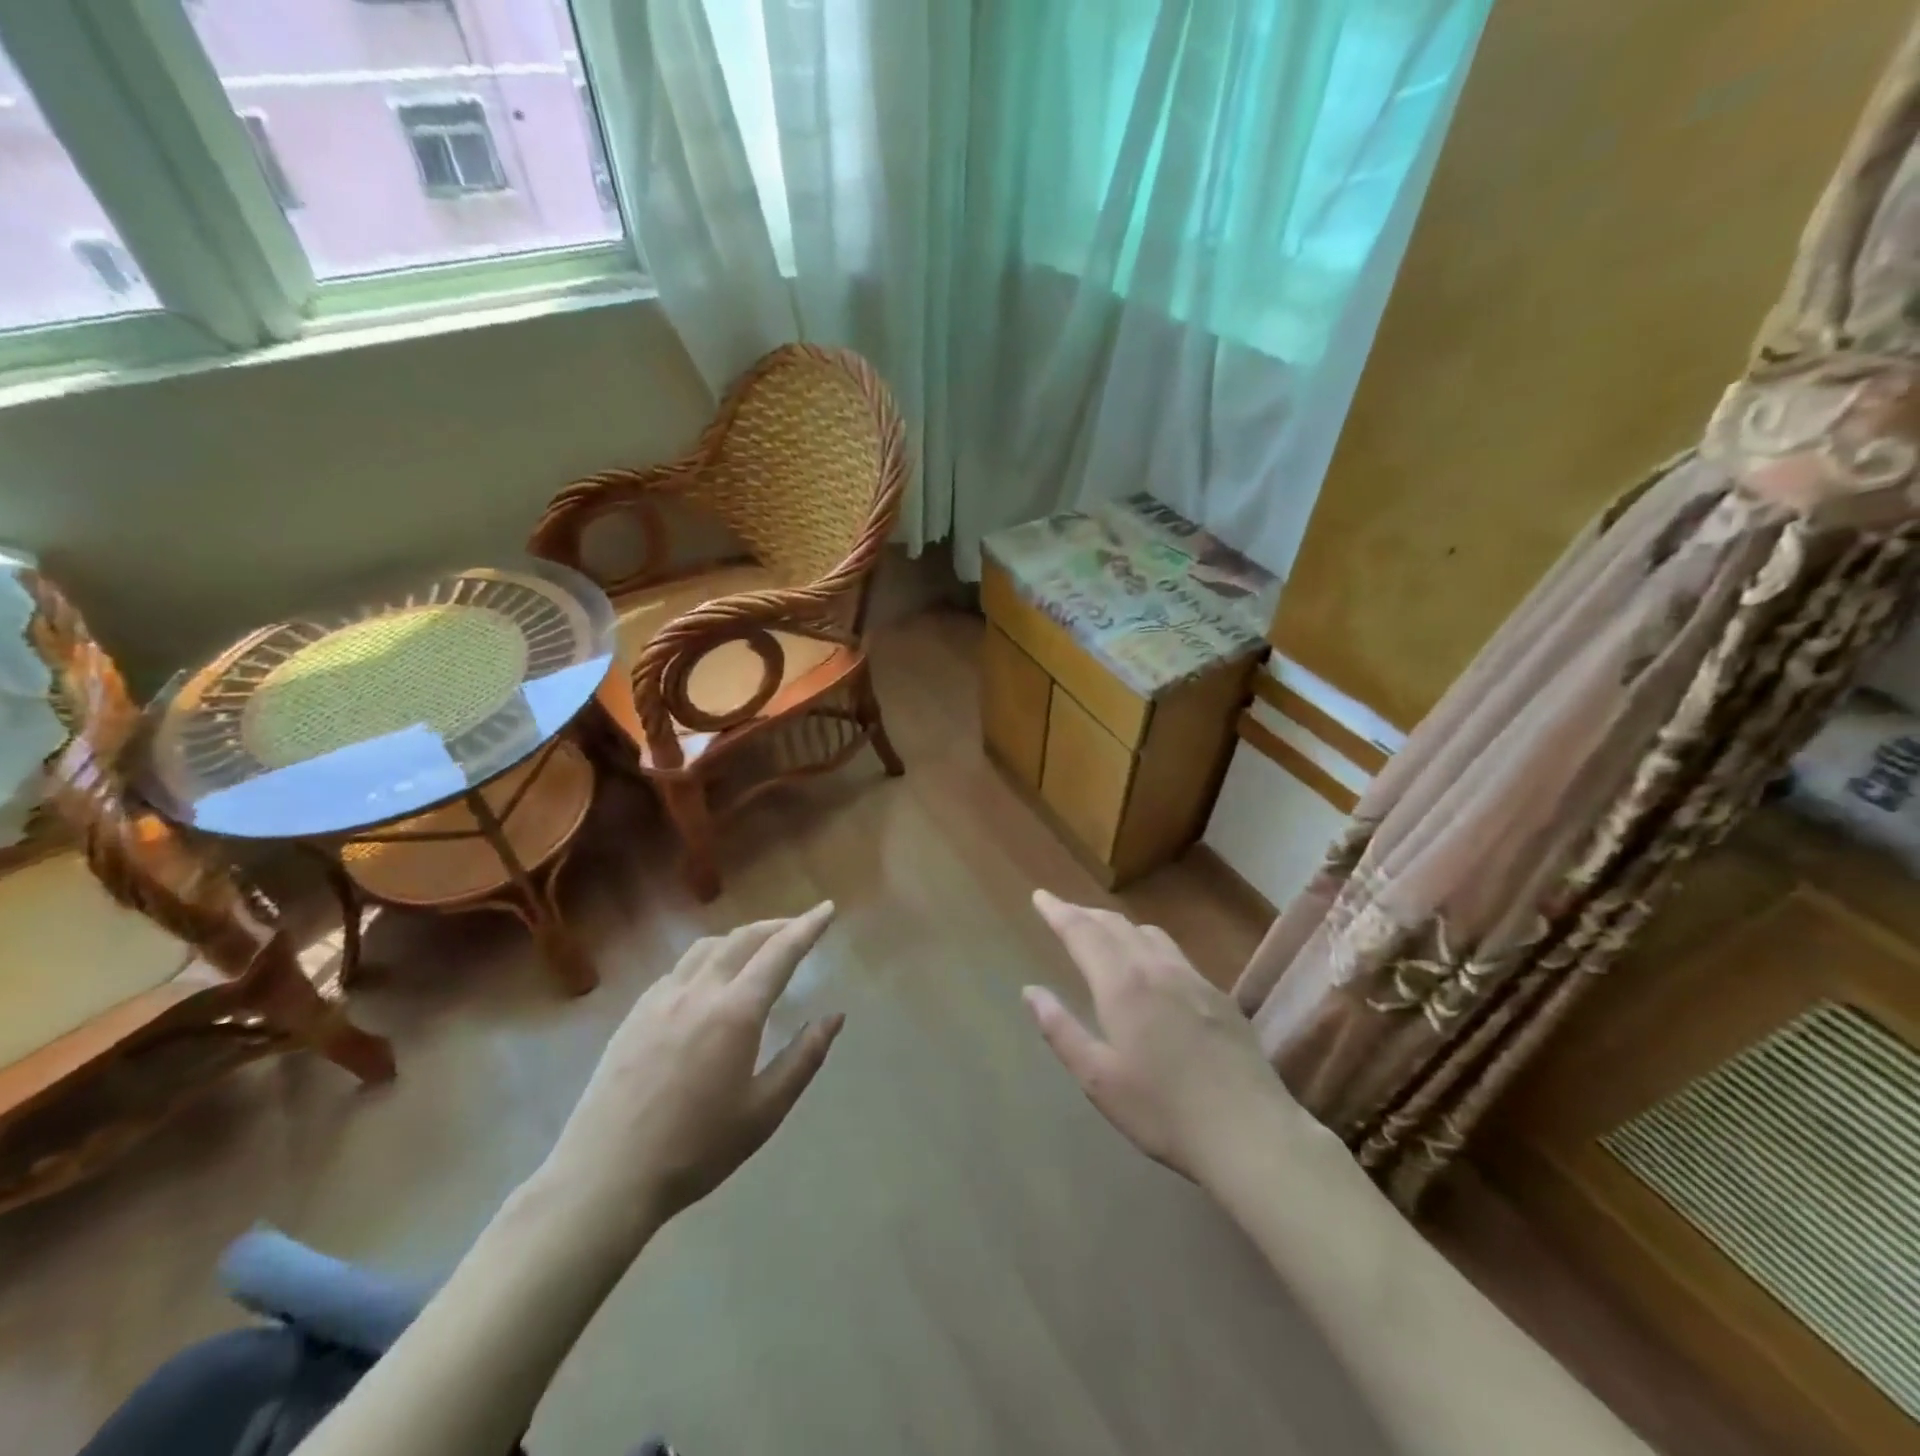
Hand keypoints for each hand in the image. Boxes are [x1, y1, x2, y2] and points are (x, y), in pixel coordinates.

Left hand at [544, 902, 843, 1231]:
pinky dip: (708, 957)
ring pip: (708, 946)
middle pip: (744, 938)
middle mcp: (699, 991)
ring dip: (741, 937)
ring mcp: (661, 998)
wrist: (605, 1177)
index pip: (780, 952)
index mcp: (735, 1012)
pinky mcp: (635, 1012)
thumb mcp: (764, 1111)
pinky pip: (680, 967)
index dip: (807, 927)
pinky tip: (710, 979)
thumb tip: (834, 1016)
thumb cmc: (696, 1149)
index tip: (827, 909)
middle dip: (777, 925)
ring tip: (758, 947)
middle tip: (800, 927)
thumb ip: (804, 1058)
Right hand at [1024, 890, 1290, 1181]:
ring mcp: (1193, 978)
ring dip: (1118, 924)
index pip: (1082, 932)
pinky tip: (1151, 966)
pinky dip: (1148, 944)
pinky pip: (1175, 952)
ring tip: (1102, 931)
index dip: (1058, 911)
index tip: (1040, 895)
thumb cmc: (1163, 1111)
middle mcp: (1156, 968)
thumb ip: (1061, 1030)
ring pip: (1148, 933)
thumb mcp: (1098, 1078)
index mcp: (1122, 985)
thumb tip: (1030, 991)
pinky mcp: (1219, 996)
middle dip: (1084, 913)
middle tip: (1063, 911)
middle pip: (1115, 924)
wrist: (1251, 1133)